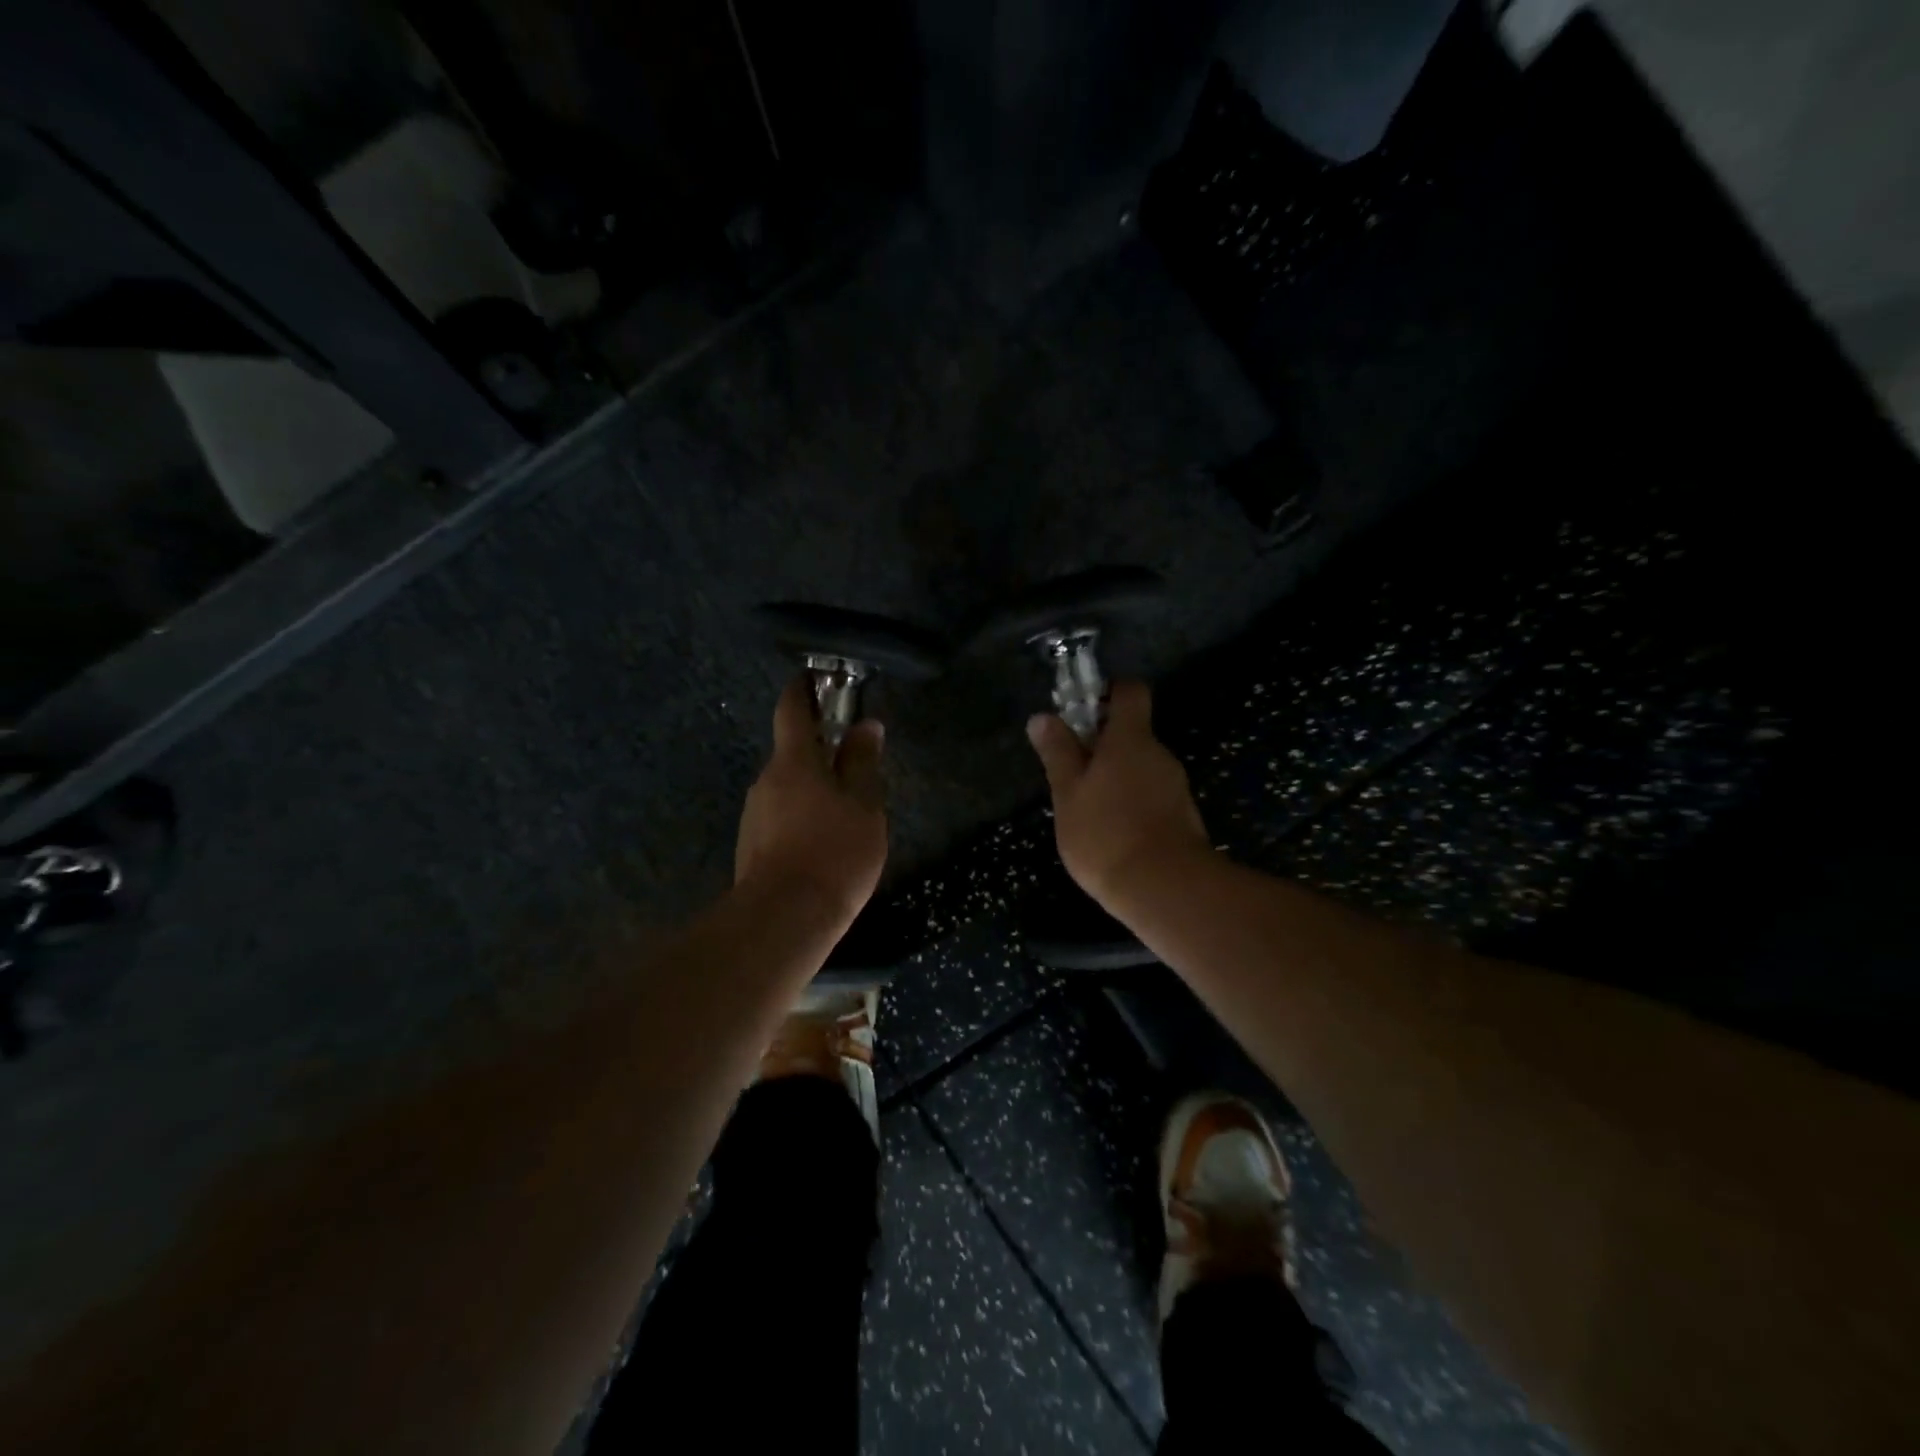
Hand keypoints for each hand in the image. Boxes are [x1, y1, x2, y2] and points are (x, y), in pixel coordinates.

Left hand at [735, 677, 887, 924]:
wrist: (784, 918)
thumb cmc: (834, 852)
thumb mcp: (864, 805)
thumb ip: (863, 763)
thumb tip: (867, 726)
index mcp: (793, 761)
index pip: (792, 709)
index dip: (803, 689)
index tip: (814, 678)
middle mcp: (766, 780)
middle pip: (792, 753)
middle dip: (819, 752)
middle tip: (854, 767)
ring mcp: (754, 814)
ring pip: (787, 788)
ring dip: (812, 790)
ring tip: (845, 815)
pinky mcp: (751, 845)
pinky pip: (780, 817)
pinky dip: (801, 818)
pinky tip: (823, 844)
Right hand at [1026, 680, 1210, 912]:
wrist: (1164, 888)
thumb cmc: (1106, 833)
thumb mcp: (1068, 793)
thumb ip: (1057, 753)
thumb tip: (1042, 717)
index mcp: (1130, 739)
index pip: (1130, 692)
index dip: (1108, 693)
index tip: (1082, 712)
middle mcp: (1159, 754)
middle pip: (1132, 733)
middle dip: (1102, 746)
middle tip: (1071, 774)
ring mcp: (1175, 786)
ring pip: (1140, 768)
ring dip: (1116, 778)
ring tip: (1087, 811)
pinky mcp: (1183, 816)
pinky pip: (1151, 796)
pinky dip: (1131, 804)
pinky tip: (1112, 833)